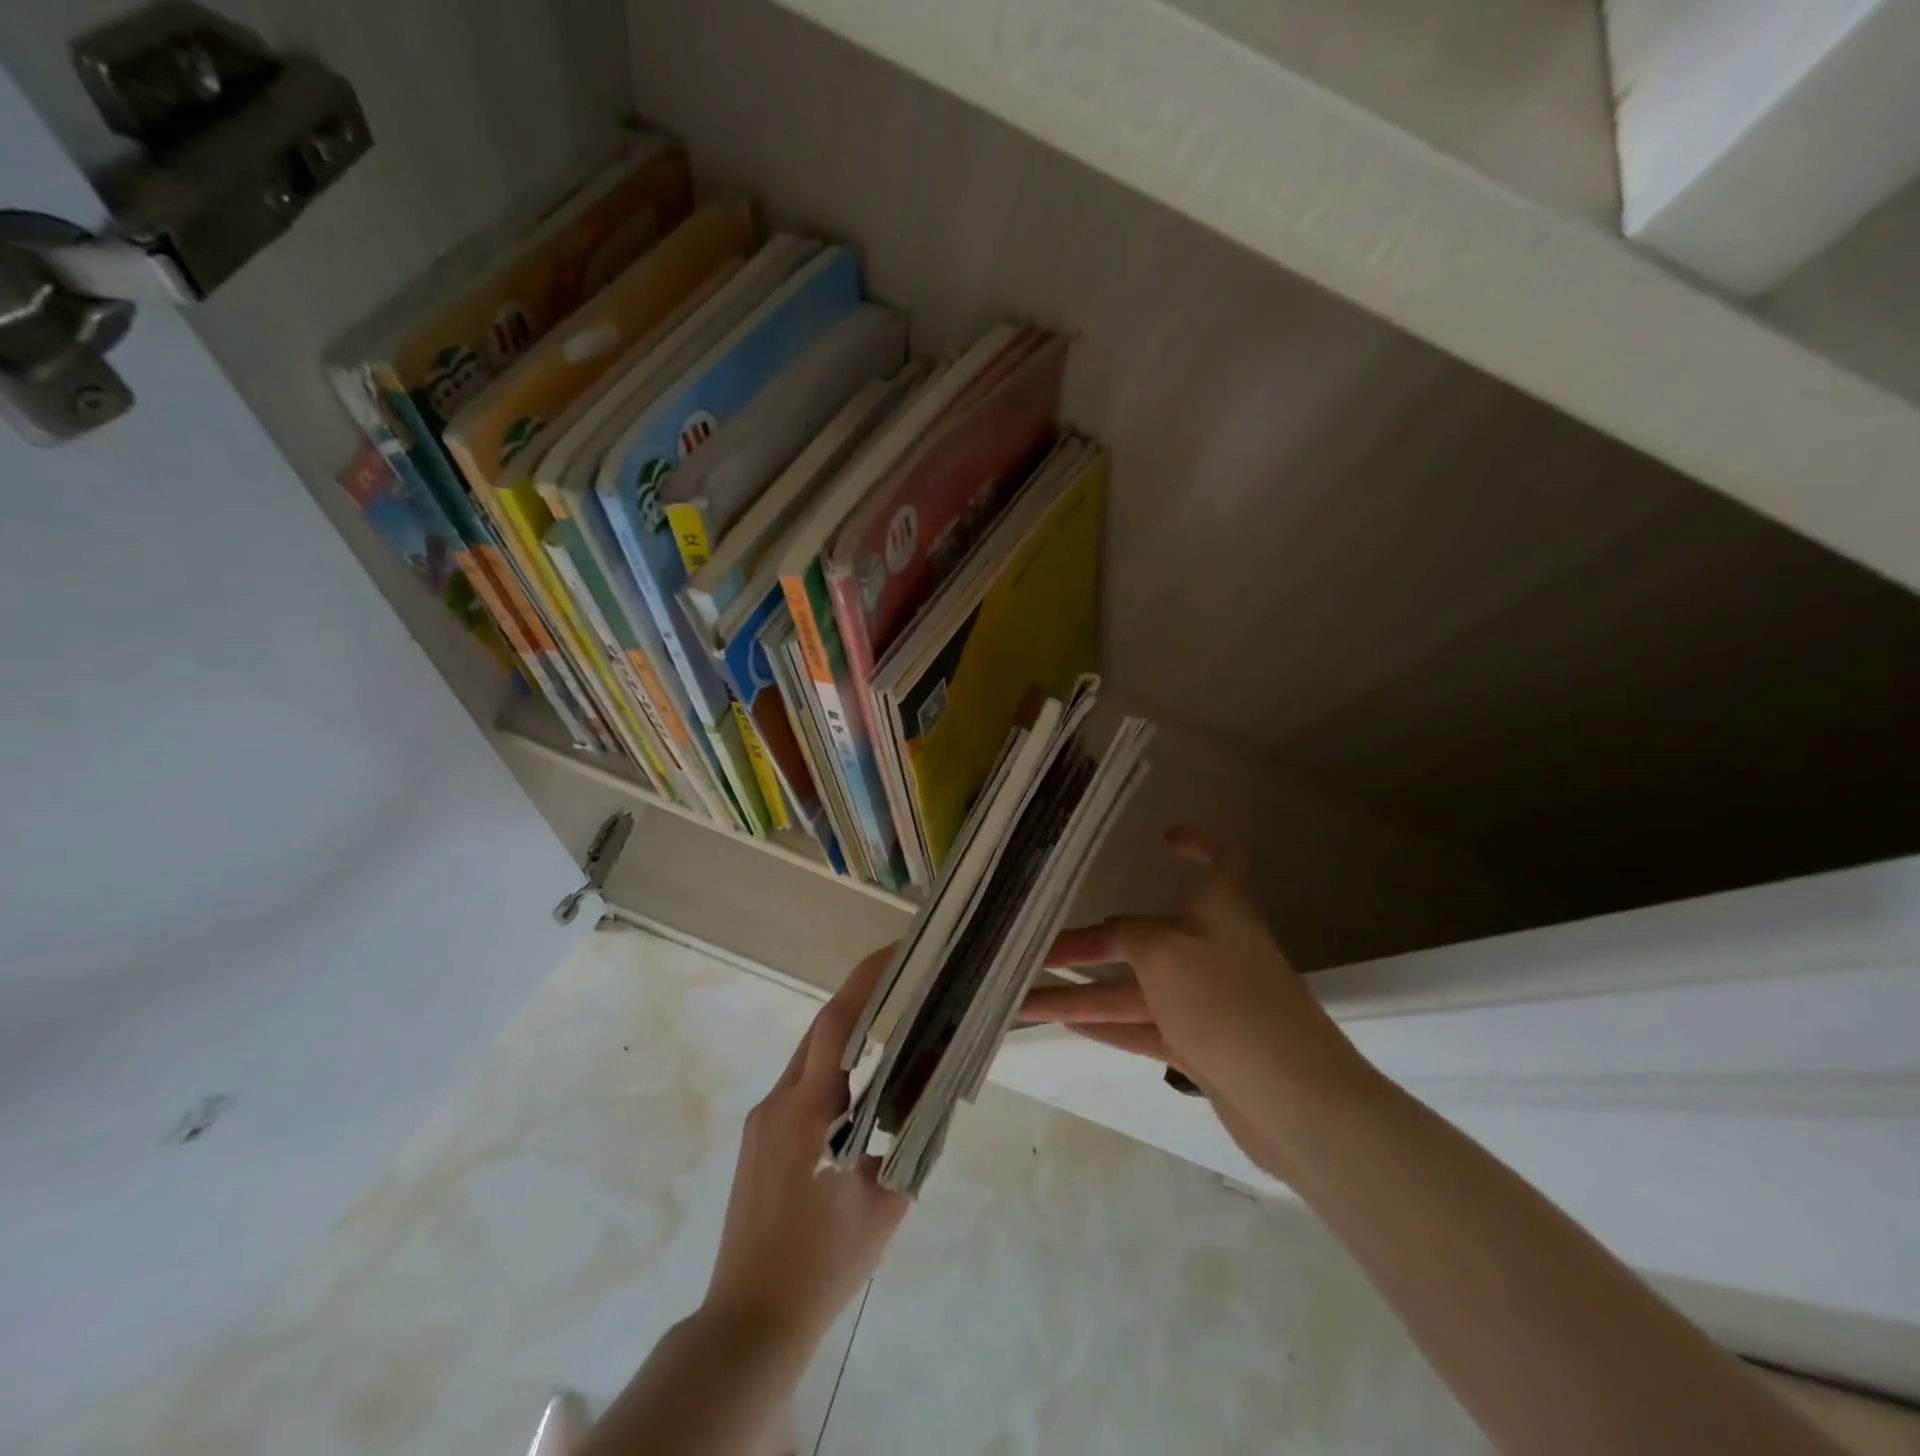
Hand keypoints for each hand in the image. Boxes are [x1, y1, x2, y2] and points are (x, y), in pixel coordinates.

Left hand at [702, 945, 910, 1349]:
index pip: (837, 1023)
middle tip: (905, 991)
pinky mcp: (755, 1139)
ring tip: (889, 1040)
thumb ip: (913, 1142)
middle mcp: (778, 1101)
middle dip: (861, 1003)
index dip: (865, 981)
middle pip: (821, 1031)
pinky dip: (830, 1073)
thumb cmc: (824, 1263)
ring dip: (845, 1041)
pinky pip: (797, 1086)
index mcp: (809, 1110)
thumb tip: (935, 1097)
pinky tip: (856, 1097)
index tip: (895, 953)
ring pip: (808, 1058)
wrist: (750, 1321)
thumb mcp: (886, 1201)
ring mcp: (761, 1119)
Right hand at [1021, 826, 1379, 1178]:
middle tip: (1038, 951)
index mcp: (1221, 912)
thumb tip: (1113, 934)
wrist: (1295, 1103)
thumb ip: (1131, 937)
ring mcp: (1209, 1004)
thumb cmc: (1229, 1004)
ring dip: (1083, 995)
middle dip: (1091, 943)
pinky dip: (1109, 1027)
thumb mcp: (1166, 955)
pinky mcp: (1204, 1049)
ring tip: (1026, 1001)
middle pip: (1146, 938)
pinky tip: (1068, 1026)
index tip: (1165, 838)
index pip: (1222, 860)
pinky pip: (1146, 1028)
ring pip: (1136, 991)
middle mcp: (1214, 951)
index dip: (1199, 843)